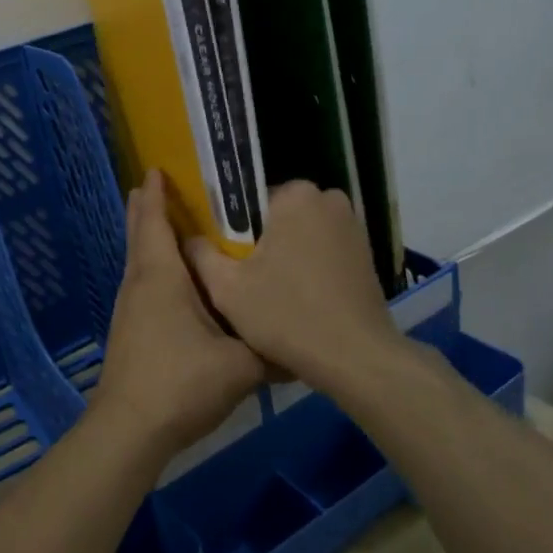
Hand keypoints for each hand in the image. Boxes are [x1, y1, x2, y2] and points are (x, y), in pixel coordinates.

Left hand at [89, 172, 264, 461]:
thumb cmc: (182, 382)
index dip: (155, 195)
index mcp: (162, 278)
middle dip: (145, 210)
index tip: (155, 170)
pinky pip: (141, 285)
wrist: (131, 429)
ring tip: (164, 227)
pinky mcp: (129, 333)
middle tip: (151, 186)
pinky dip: (152, 268)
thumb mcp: (241, 365)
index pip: (154, 224)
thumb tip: (303, 347)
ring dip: (147, 239)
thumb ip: (272, 351)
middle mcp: (140, 285)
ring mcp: (130, 310)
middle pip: (139, 237)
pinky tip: (170, 283)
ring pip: (138, 262)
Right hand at [186, 181, 408, 398]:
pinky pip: (322, 250)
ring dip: (283, 256)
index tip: (222, 258)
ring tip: (267, 293)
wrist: (356, 358)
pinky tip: (296, 299)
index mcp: (295, 194)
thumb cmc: (286, 314)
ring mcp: (353, 226)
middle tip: (241, 279)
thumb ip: (199, 254)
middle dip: (258, 241)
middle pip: (275, 216)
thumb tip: (187, 238)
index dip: (230, 229)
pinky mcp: (365, 253)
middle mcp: (328, 198)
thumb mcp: (227, 288)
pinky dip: (307, 268)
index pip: (248, 199)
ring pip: (299, 234)